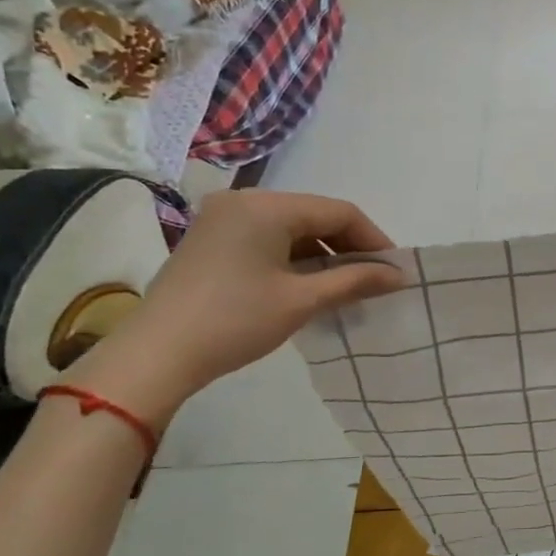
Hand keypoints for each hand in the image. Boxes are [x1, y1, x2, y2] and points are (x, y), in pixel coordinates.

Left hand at [71, 190, 405, 423]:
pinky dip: (293, 257)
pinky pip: (266, 238)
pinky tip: (306, 284)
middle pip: (314, 215)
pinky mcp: (210, 239)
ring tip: (344, 286)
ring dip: (321, 253)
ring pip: (290, 227)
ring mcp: (221, 219)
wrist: (156, 355)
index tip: (394, 269)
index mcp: (266, 206)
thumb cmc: (235, 321)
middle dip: (348, 246)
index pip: (338, 211)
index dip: (373, 238)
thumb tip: (399, 275)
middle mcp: (243, 201)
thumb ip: (355, 281)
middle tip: (373, 278)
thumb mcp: (302, 300)